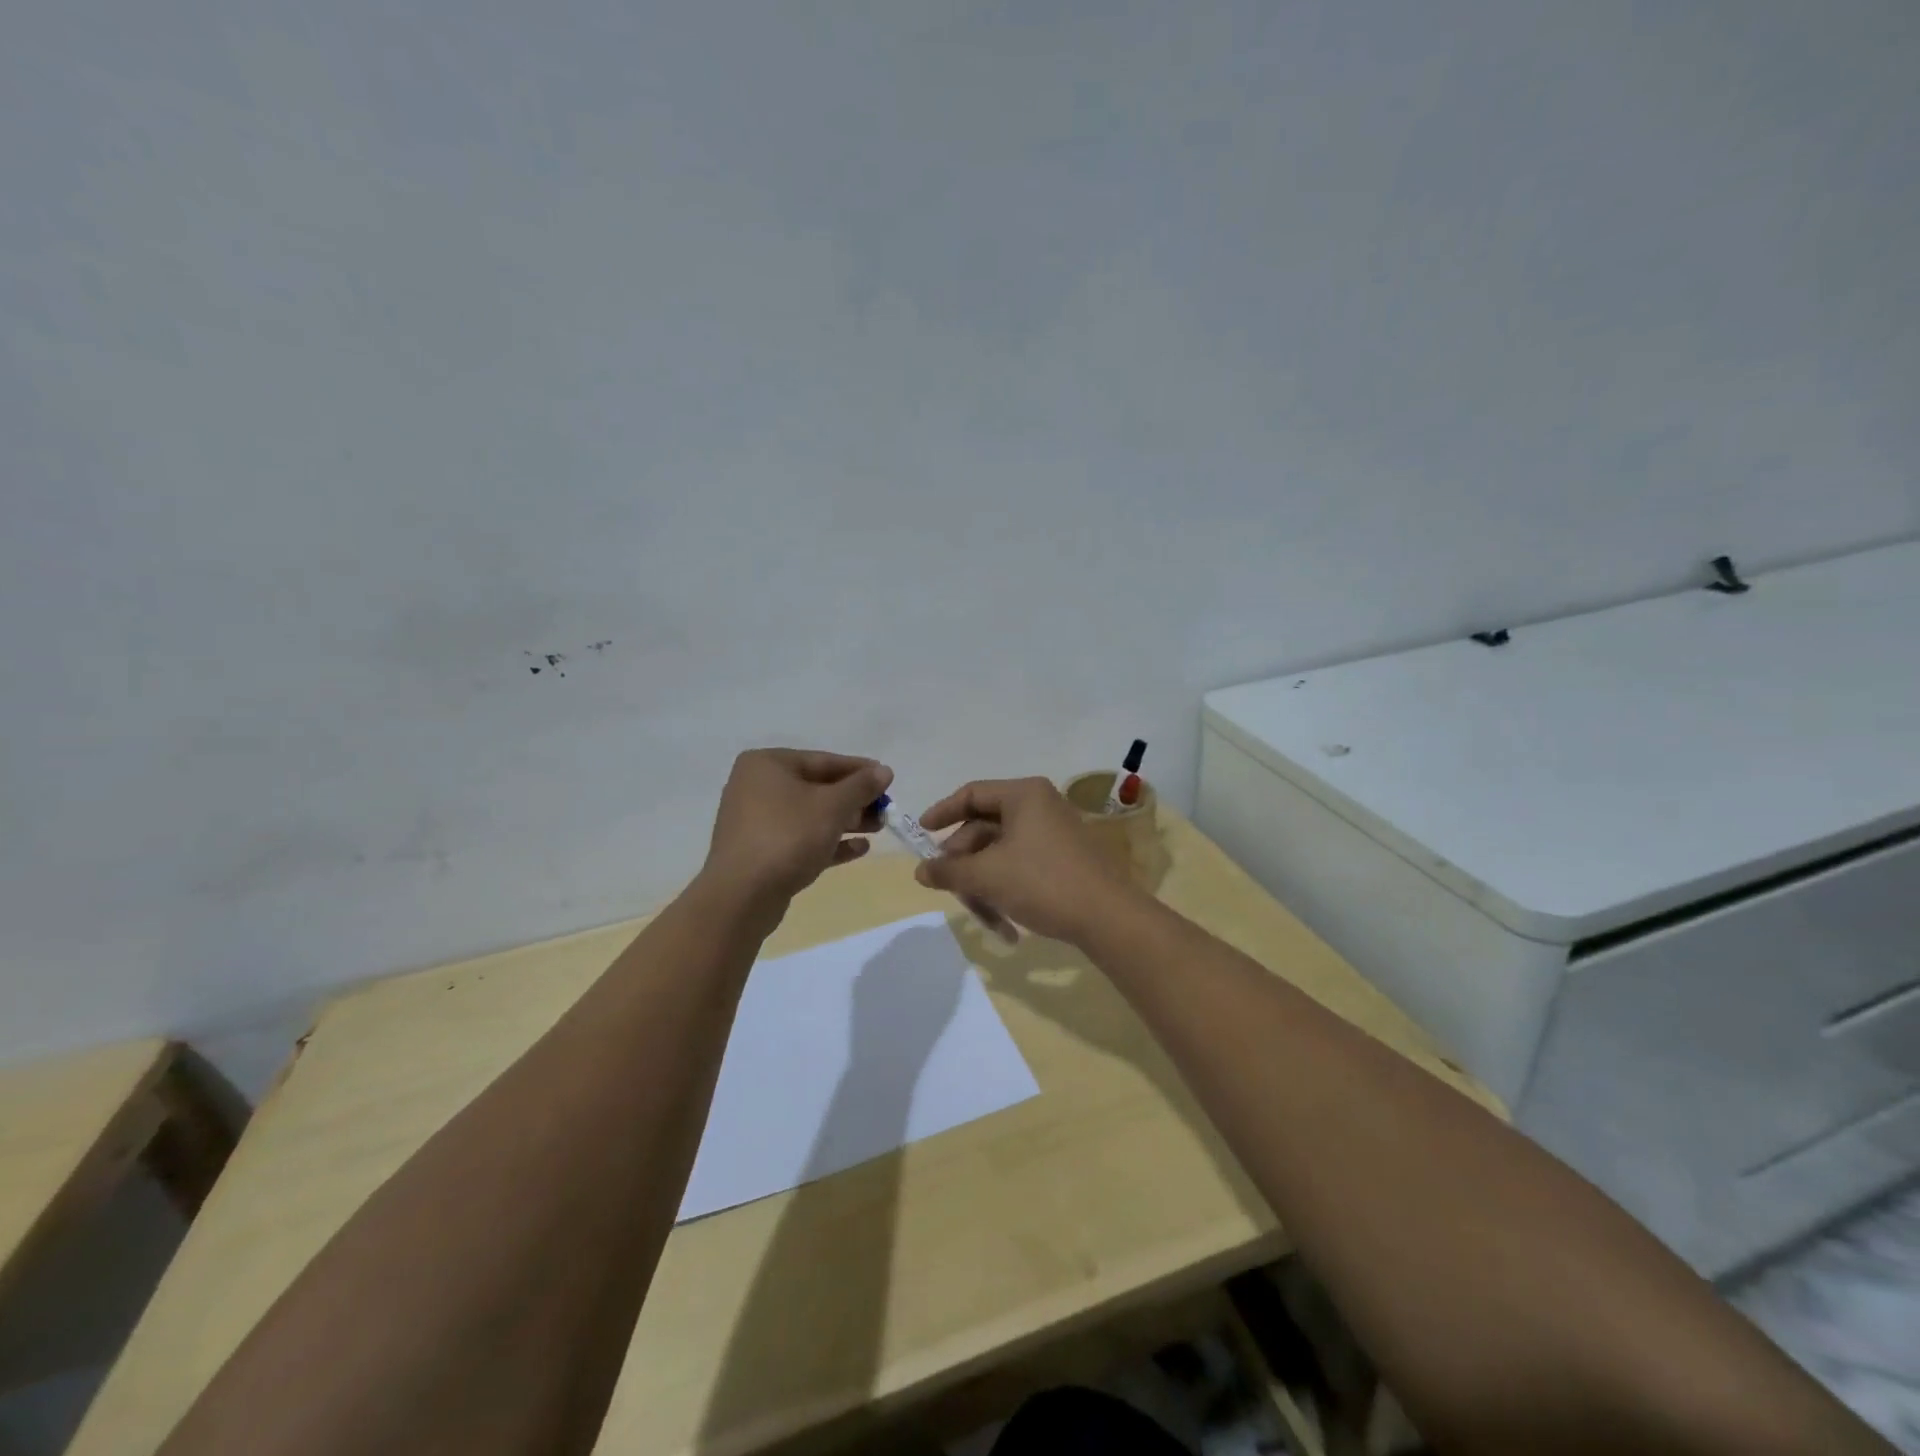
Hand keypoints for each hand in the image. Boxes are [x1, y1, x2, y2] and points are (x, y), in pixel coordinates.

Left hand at [702, 749, 891, 905]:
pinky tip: (860, 849)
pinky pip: (801, 839)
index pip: (823, 760)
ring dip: (846, 821)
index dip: (860, 770)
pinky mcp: (761, 852)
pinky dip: (828, 842)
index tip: (888, 779)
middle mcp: (757, 787)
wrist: (742, 896)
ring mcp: (756, 821)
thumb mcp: (832, 806)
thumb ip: (861, 786)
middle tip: (886, 809)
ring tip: (878, 829)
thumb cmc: (788, 836)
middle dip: (854, 800)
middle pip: (817, 788)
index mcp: (767, 764)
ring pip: (810, 815)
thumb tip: (884, 771)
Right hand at [914, 777, 1134, 944]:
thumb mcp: (987, 876)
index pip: (971, 794)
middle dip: (964, 861)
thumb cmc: (1042, 883)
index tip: (921, 835)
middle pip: (985, 827)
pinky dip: (1006, 887)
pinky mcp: (1064, 858)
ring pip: (1001, 852)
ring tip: (981, 916)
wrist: (1109, 918)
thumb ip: (948, 870)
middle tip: (949, 887)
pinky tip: (1004, 923)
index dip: (942, 813)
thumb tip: (921, 871)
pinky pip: (1021, 865)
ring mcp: (1054, 832)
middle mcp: (1040, 805)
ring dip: (984, 883)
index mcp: (1024, 794)